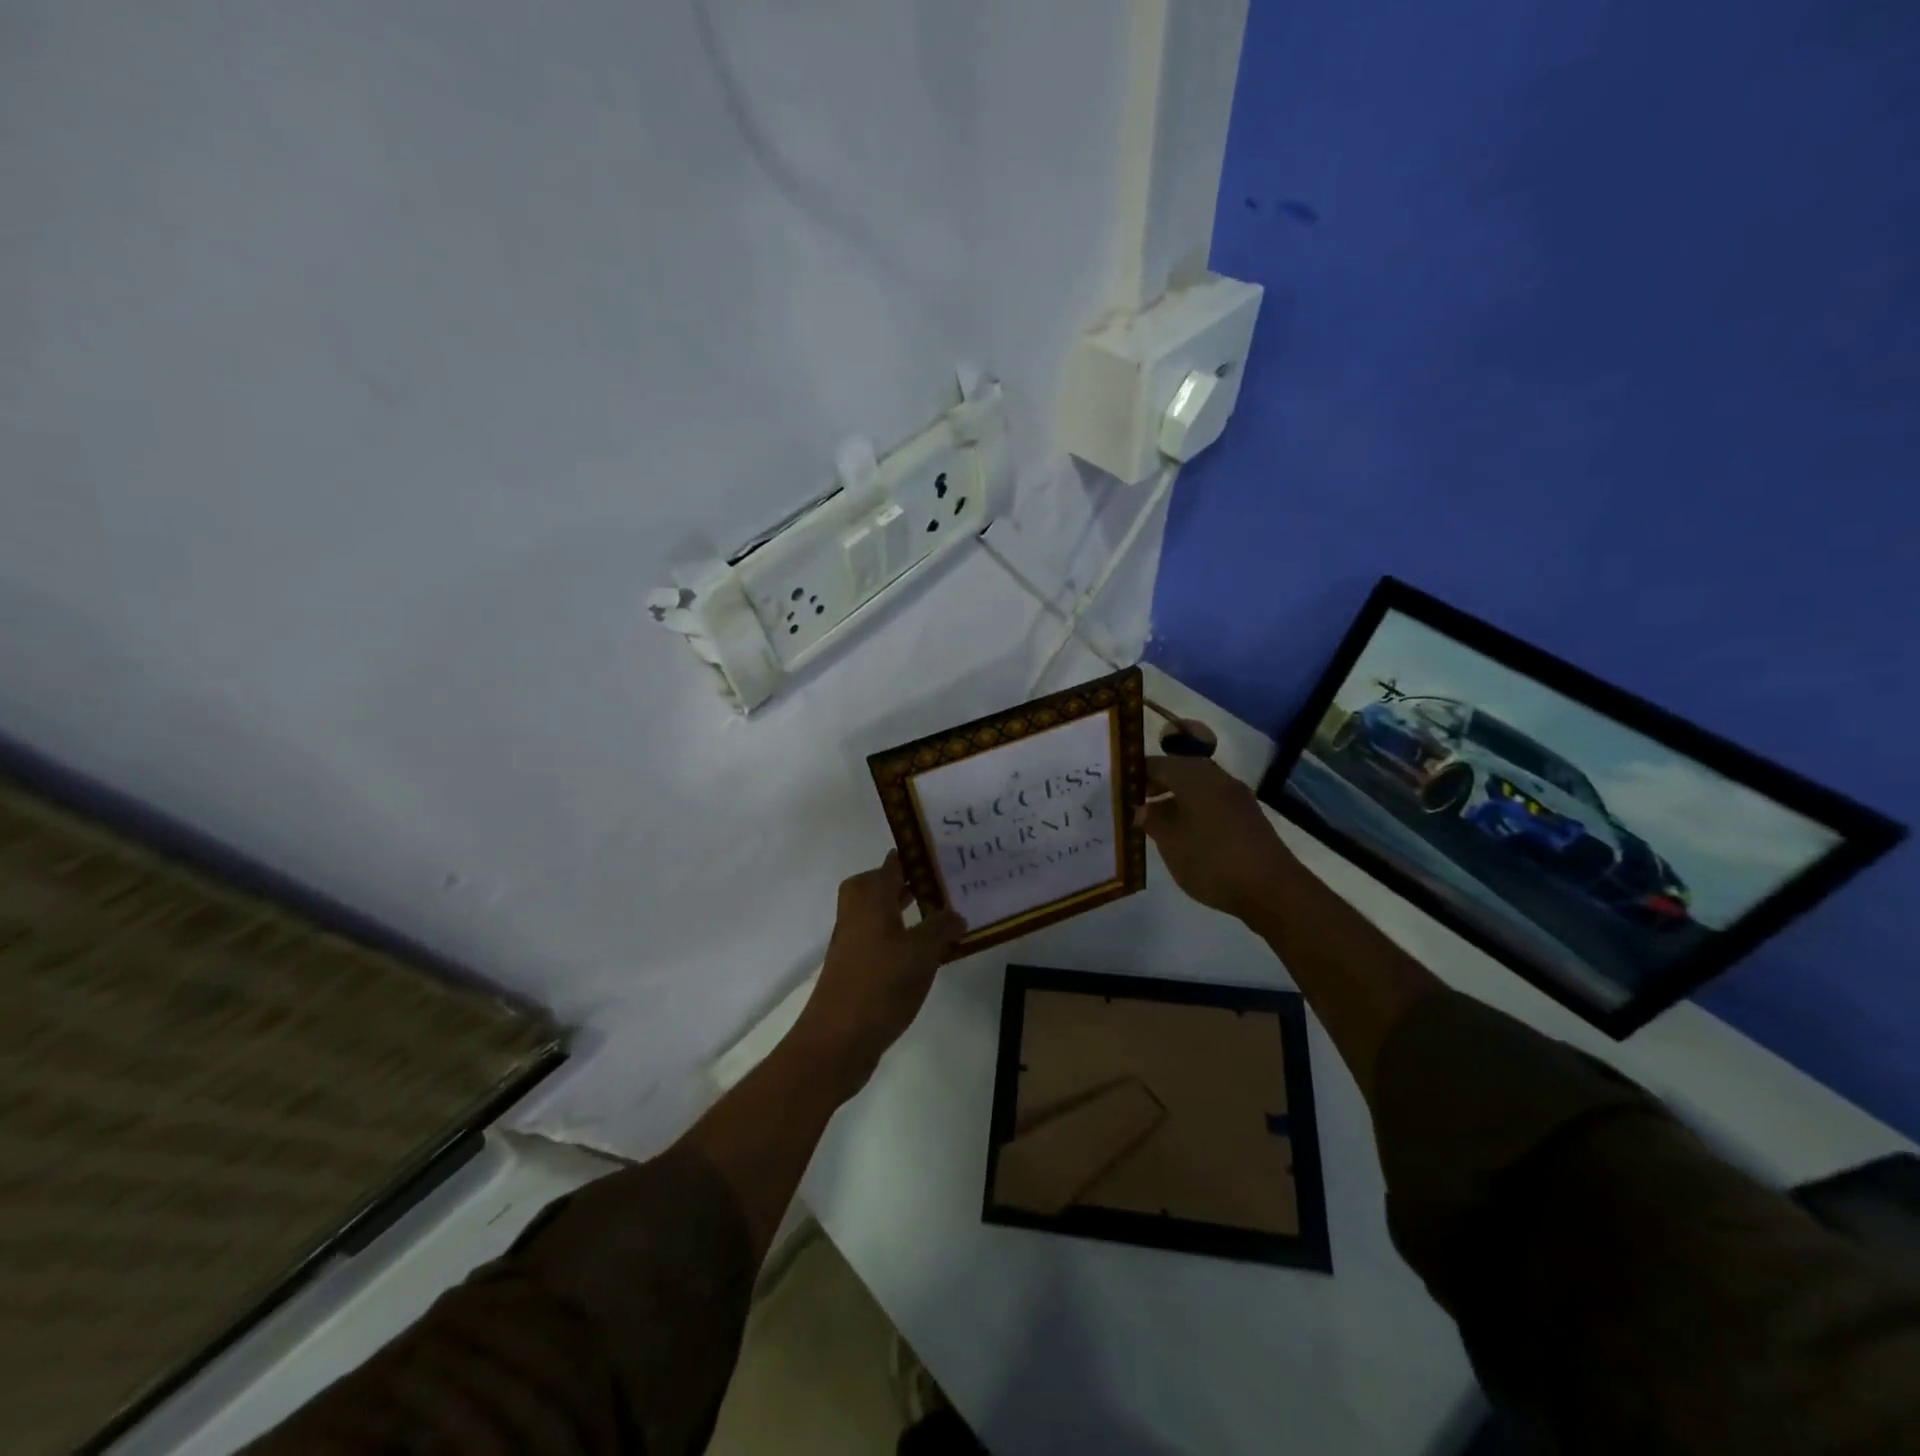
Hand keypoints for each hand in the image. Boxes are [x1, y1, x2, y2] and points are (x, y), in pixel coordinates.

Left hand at [795, 853, 965, 1078]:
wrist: (838, 1040)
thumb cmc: (881, 984)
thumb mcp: (922, 952)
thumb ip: (942, 927)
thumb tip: (956, 913)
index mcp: (870, 898)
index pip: (892, 863)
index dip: (915, 855)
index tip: (942, 850)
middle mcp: (856, 913)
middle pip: (881, 885)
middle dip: (909, 881)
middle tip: (941, 882)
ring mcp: (853, 942)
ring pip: (881, 913)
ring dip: (906, 910)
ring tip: (940, 914)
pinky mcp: (856, 968)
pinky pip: (882, 939)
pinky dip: (902, 937)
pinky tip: (926, 953)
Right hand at [1136, 752, 1292, 919]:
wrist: (1272, 888)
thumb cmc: (1212, 860)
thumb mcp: (1171, 842)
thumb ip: (1152, 820)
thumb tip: (1141, 808)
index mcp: (1195, 776)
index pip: (1158, 763)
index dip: (1136, 773)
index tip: (1117, 786)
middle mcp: (1217, 777)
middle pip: (1180, 771)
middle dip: (1155, 784)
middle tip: (1132, 801)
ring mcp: (1236, 796)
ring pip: (1197, 787)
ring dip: (1174, 798)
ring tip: (1153, 820)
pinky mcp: (1247, 816)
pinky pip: (1211, 802)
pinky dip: (1193, 809)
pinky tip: (1182, 832)